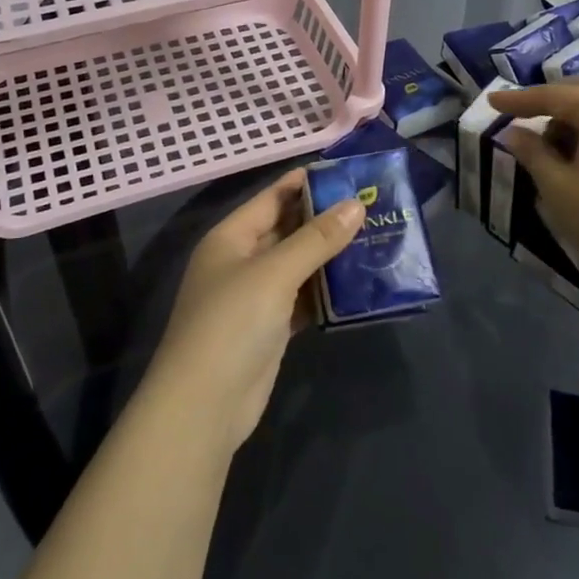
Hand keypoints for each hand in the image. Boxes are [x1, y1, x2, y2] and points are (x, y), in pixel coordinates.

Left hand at [140, 170, 363, 458]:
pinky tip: (359, 284)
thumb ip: (316, 239)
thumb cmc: (232, 323)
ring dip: (330, 255)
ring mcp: (254, 297)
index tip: (348, 173)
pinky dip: (326, 291)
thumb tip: (356, 205)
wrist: (204, 406)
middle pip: (287, 229)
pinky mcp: (269, 328)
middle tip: (372, 205)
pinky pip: (302, 298)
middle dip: (325, 219)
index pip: (272, 198)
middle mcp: (241, 261)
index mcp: (231, 237)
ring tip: (375, 237)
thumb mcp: (275, 273)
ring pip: (298, 265)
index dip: (306, 183)